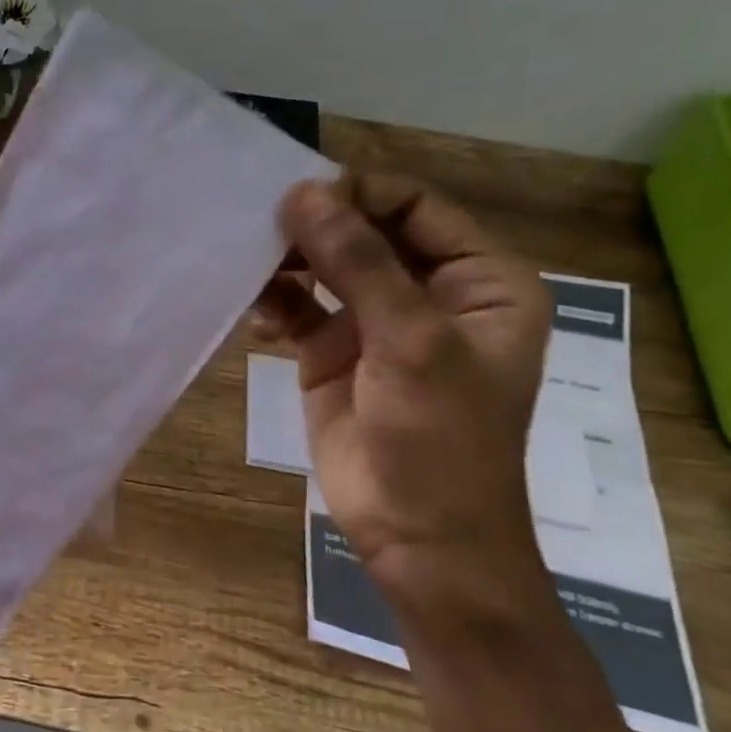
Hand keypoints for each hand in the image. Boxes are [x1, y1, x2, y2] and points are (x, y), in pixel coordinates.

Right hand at [256, 174, 552, 608]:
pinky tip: (257, 321)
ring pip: (324, 267)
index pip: (414, 206)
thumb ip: (359, 262)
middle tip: (261, 230)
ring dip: (287, 264)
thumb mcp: (411, 341)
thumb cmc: (441, 439)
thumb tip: (302, 193)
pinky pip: (298, 308)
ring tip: (251, 270)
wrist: (419, 538)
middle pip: (363, 232)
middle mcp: (429, 292)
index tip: (298, 199)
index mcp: (479, 279)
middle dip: (314, 229)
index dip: (358, 194)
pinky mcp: (332, 353)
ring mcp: (376, 323)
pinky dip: (274, 305)